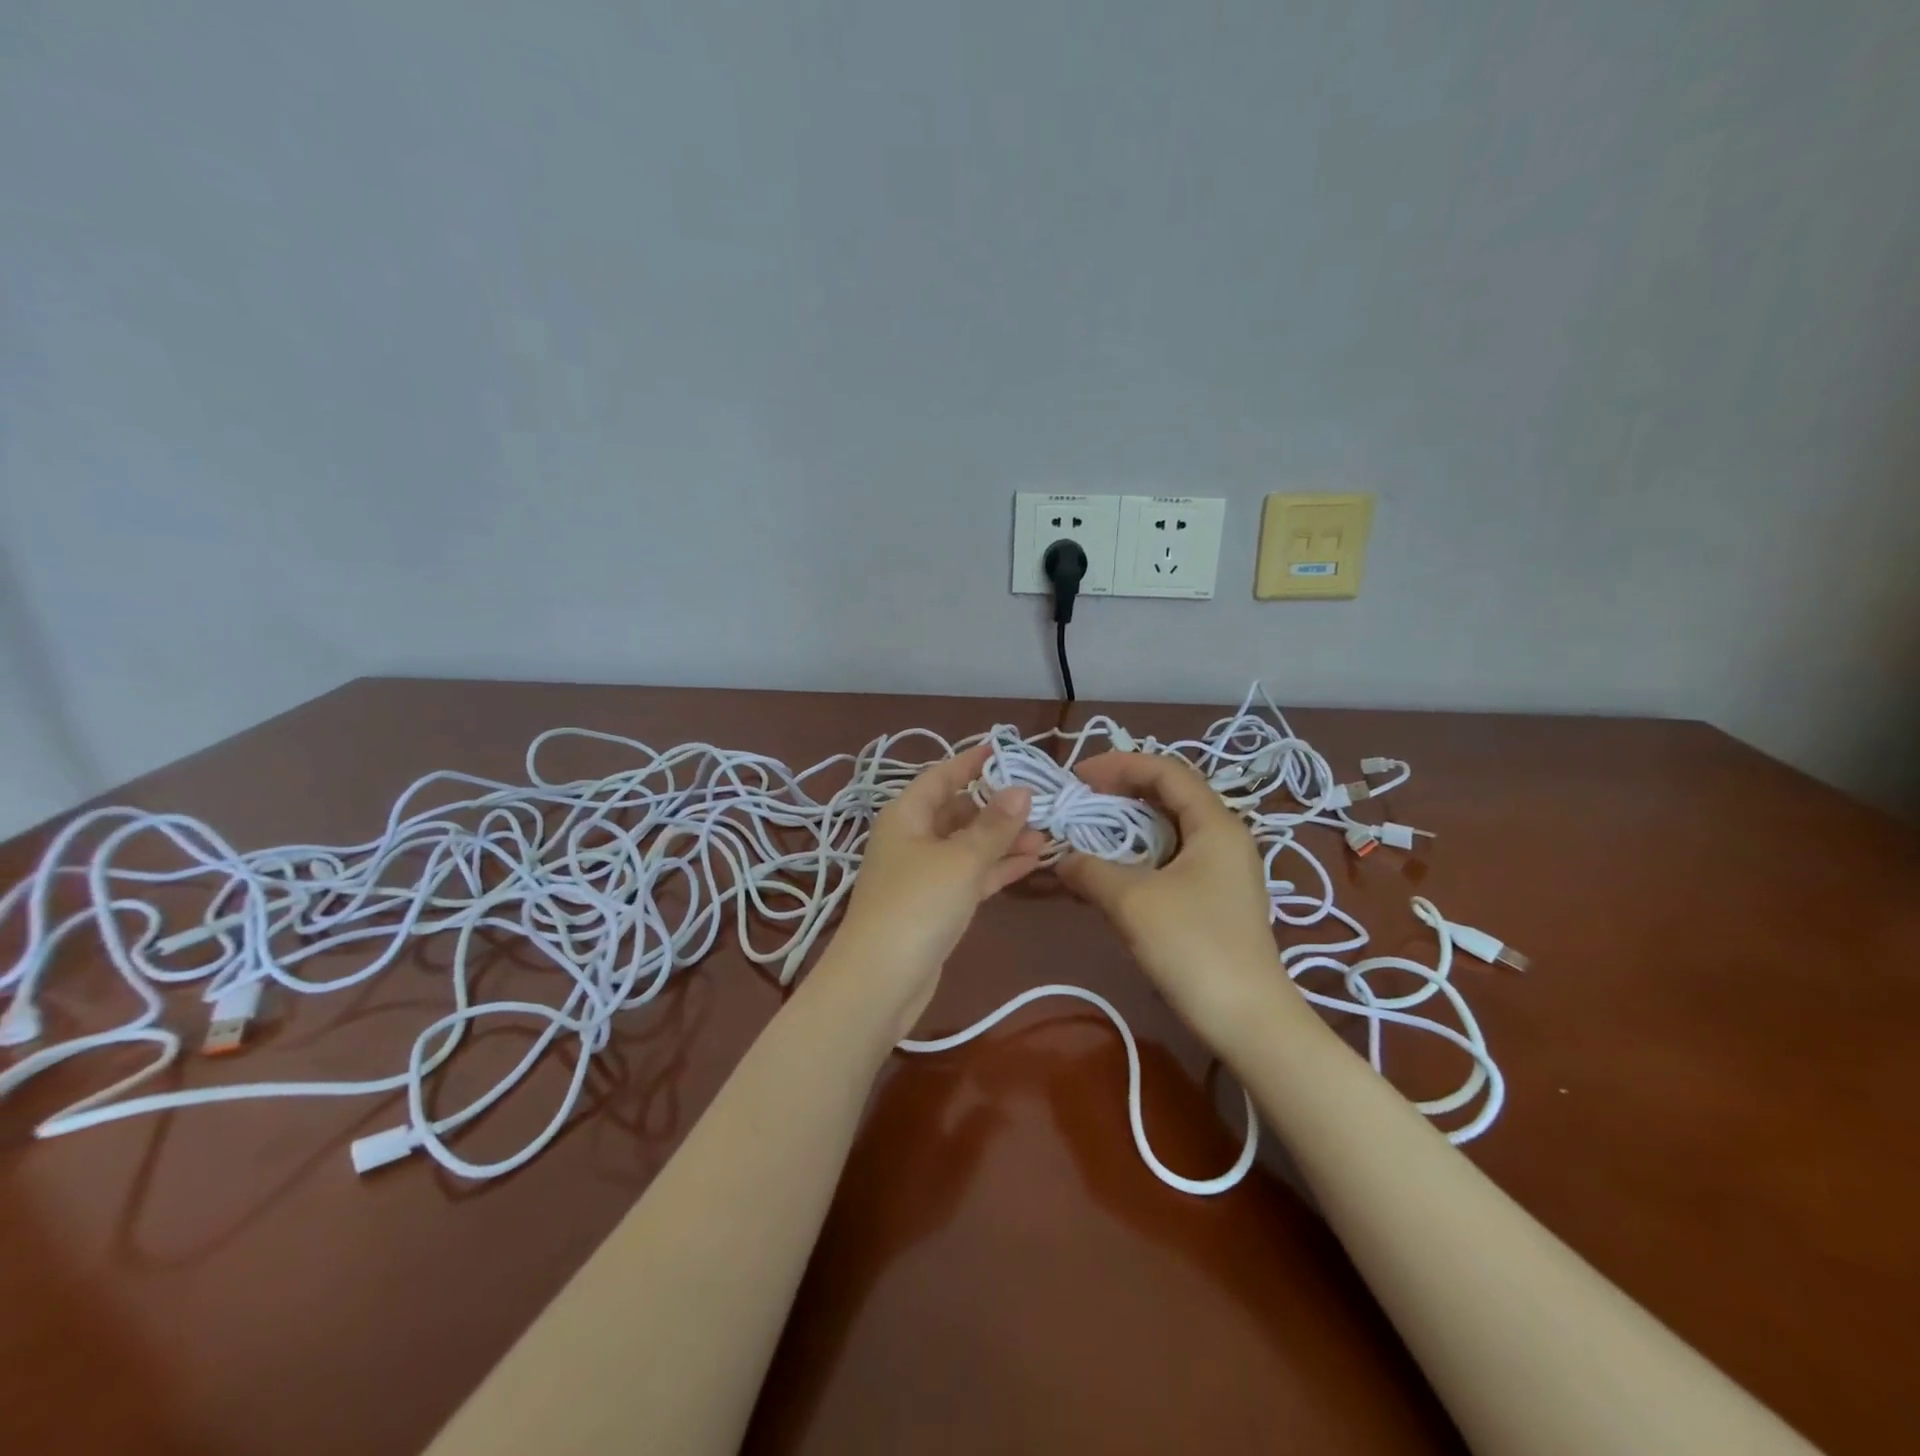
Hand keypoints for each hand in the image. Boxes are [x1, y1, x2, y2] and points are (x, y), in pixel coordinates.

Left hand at [830, 744, 1047, 1038]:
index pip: (942, 776)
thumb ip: (994, 825)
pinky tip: (1033, 861)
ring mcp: (922, 874)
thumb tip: (1022, 790)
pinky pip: (970, 875)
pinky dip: (997, 868)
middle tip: (1041, 801)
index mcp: (906, 815)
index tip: (1004, 749)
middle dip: (997, 806)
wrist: (880, 980)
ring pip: (968, 846)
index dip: (972, 761)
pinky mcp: (934, 906)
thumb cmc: (917, 905)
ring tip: (1047, 833)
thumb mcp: (961, 859)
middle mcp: (912, 838)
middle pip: (957, 811)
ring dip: (1003, 840)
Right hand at [1056, 751, 1296, 1047]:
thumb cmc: (1193, 948)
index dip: (1120, 765)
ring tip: (1091, 830)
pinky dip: (1140, 853)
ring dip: (1129, 824)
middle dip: (1122, 791)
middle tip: (1081, 800)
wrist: (1249, 1021)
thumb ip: (1091, 869)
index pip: (1166, 771)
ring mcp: (1224, 870)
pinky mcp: (1217, 898)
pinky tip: (1114, 870)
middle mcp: (1225, 837)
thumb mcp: (1132, 902)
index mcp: (1215, 824)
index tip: (1078, 777)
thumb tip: (1061, 857)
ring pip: (1170, 828)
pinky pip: (1173, 857)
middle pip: (1171, 795)